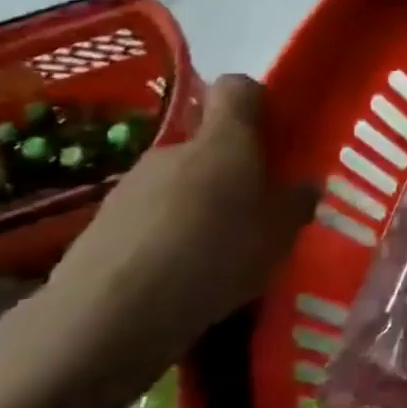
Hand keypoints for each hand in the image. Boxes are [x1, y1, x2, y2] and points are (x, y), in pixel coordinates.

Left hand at [0, 75, 314, 407]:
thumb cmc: (215, 258)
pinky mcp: (100, 225)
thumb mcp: (280, 234)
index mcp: (224, 141)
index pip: (238, 88)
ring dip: (198, 205)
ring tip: (216, 253)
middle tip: (254, 211)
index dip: (257, 101)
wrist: (107, 319)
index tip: (275, 132)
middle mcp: (174, 150)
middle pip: (208, 143)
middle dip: (231, 169)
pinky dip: (166, 236)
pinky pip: (149, 218)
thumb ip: (296, 202)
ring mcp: (130, 186)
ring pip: (178, 182)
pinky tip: (178, 277)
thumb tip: (306, 183)